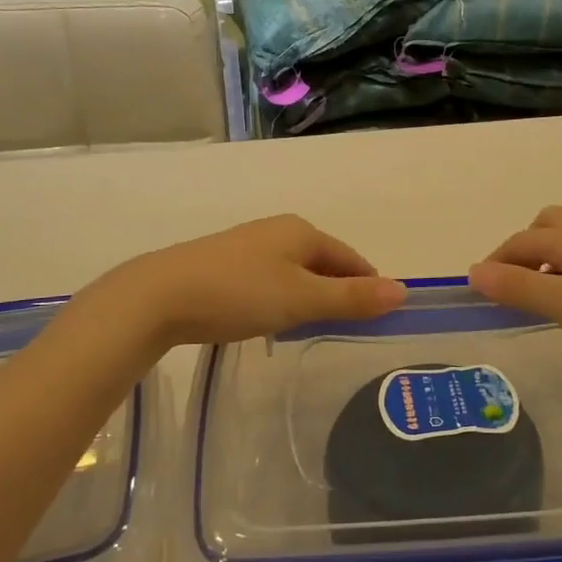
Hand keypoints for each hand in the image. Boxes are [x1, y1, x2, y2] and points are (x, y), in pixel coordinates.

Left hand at [92, 215, 405, 348]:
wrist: (159, 296)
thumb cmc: (239, 293)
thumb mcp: (302, 299)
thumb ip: (352, 298)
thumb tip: (403, 290)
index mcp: (302, 231)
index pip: (352, 258)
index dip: (369, 287)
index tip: (378, 320)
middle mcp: (278, 231)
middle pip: (325, 263)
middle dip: (339, 292)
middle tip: (347, 330)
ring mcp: (249, 245)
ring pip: (296, 272)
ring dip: (310, 297)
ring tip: (311, 329)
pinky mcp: (225, 264)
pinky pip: (270, 279)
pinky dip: (282, 298)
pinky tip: (271, 320)